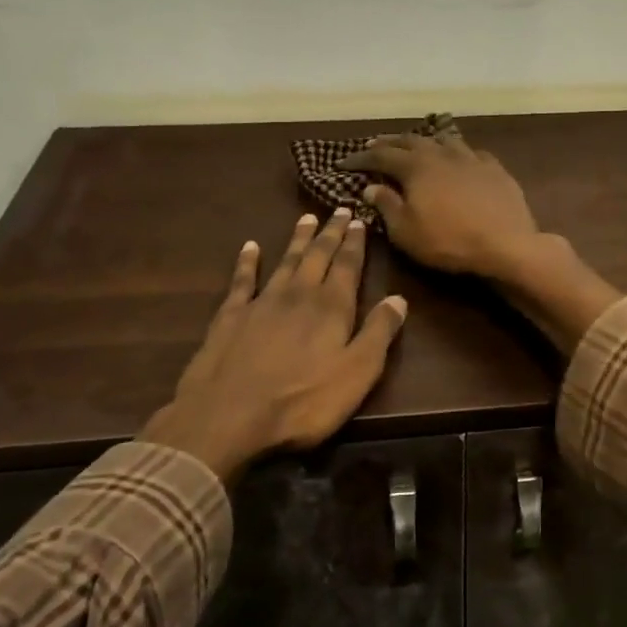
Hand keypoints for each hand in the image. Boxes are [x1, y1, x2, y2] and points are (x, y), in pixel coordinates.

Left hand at [138, 211, 406, 481]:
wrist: (227, 417)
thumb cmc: (303, 402)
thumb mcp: (357, 373)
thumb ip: (379, 333)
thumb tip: (399, 298)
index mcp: (331, 308)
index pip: (347, 266)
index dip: (355, 243)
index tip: (360, 219)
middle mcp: (298, 295)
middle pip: (318, 256)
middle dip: (330, 233)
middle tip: (339, 210)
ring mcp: (261, 303)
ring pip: (285, 261)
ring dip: (298, 240)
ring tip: (306, 218)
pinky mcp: (230, 317)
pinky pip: (242, 281)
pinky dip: (247, 262)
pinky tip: (250, 247)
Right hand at [337, 132, 540, 280]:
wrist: (506, 243)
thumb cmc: (449, 241)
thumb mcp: (406, 231)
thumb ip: (386, 206)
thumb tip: (371, 187)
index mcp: (416, 166)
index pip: (381, 156)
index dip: (361, 158)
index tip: (344, 162)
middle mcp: (441, 153)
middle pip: (411, 140)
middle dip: (390, 142)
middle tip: (375, 145)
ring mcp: (471, 157)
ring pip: (443, 139)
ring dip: (425, 140)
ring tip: (417, 145)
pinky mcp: (495, 168)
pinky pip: (471, 151)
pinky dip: (457, 152)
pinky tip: (459, 158)